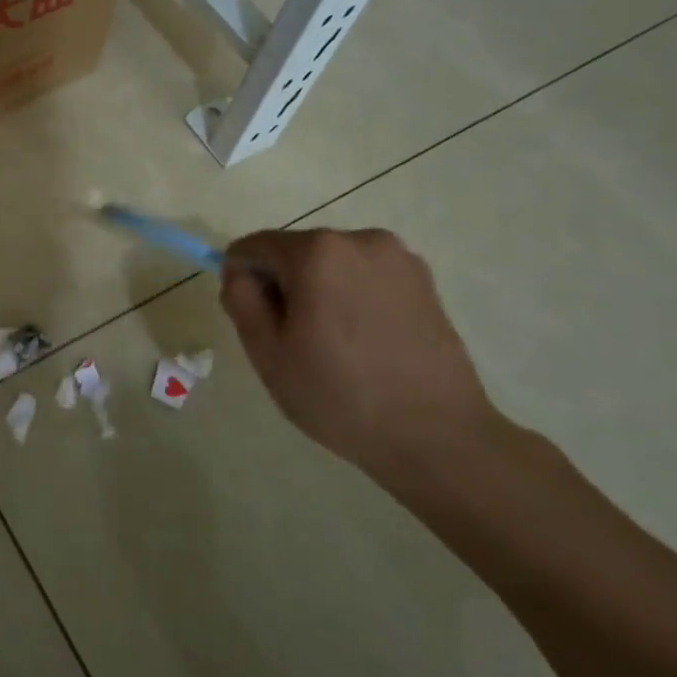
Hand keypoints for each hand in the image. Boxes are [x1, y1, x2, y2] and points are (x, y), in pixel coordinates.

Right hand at [219, 229, 505, 476]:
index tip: (252, 318)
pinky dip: (353, 297)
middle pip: (296, 251)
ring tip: (334, 345)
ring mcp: (398, 258)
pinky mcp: (424, 280)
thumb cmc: (339, 396)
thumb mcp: (267, 353)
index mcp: (316, 252)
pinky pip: (365, 276)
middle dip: (283, 285)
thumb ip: (241, 300)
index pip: (254, 246)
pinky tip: (365, 342)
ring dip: (319, 290)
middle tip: (292, 340)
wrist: (436, 435)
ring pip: (332, 264)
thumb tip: (240, 272)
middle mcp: (359, 240)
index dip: (241, 278)